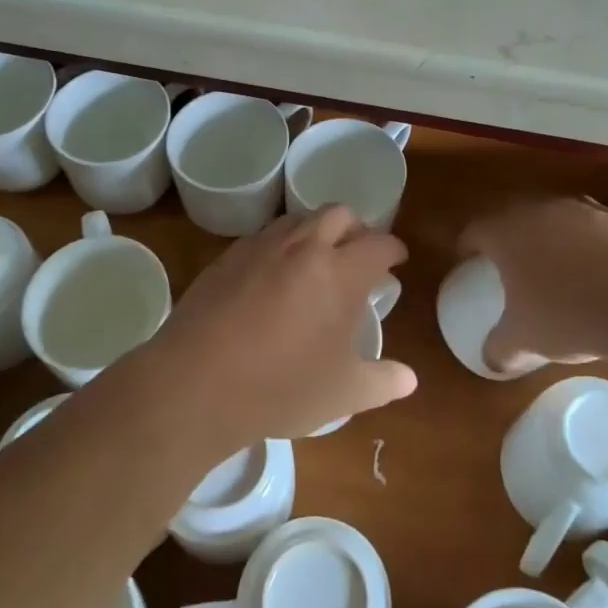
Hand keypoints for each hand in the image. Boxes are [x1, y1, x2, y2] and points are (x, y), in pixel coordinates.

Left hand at [150, 205, 417, 451]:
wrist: (198, 382)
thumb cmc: (281, 387)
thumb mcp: (343, 394)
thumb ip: (382, 381)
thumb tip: (409, 379)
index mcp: (341, 272)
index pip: (379, 243)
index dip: (393, 249)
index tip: (396, 260)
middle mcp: (304, 246)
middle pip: (339, 213)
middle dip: (356, 227)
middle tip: (358, 253)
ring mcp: (262, 247)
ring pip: (299, 218)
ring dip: (317, 230)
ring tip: (317, 260)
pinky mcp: (228, 257)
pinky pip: (264, 236)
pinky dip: (281, 245)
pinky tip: (274, 276)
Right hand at [458, 197, 607, 370]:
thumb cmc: (570, 316)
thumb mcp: (525, 340)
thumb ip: (500, 348)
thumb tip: (491, 360)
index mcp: (508, 232)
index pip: (475, 228)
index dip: (467, 244)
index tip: (466, 259)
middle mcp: (541, 210)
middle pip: (513, 213)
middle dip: (506, 234)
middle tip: (506, 258)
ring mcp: (584, 210)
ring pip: (555, 215)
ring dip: (548, 234)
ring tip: (553, 262)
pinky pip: (592, 226)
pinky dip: (587, 242)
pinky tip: (597, 270)